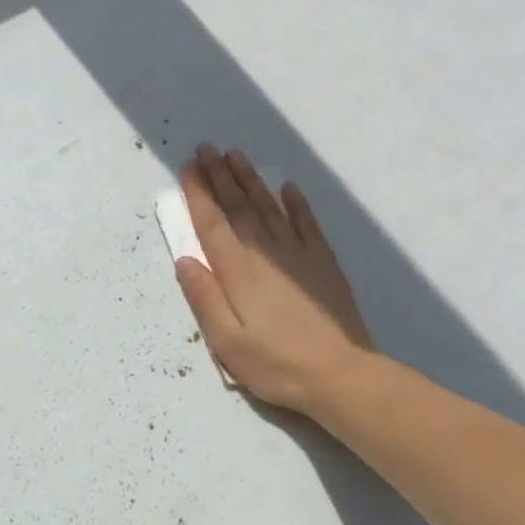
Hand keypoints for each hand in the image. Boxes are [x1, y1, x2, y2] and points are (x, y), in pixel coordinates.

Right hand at [174, 144, 376, 417]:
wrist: (339, 375)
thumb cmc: (274, 363)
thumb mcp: (226, 341)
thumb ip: (204, 298)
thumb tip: (185, 260)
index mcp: (236, 271)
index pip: (212, 224)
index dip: (199, 194)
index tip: (189, 167)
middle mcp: (264, 254)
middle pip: (238, 207)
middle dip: (220, 176)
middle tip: (207, 148)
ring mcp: (297, 255)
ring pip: (269, 207)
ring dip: (251, 180)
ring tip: (236, 155)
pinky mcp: (322, 264)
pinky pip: (307, 224)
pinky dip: (296, 204)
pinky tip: (288, 188)